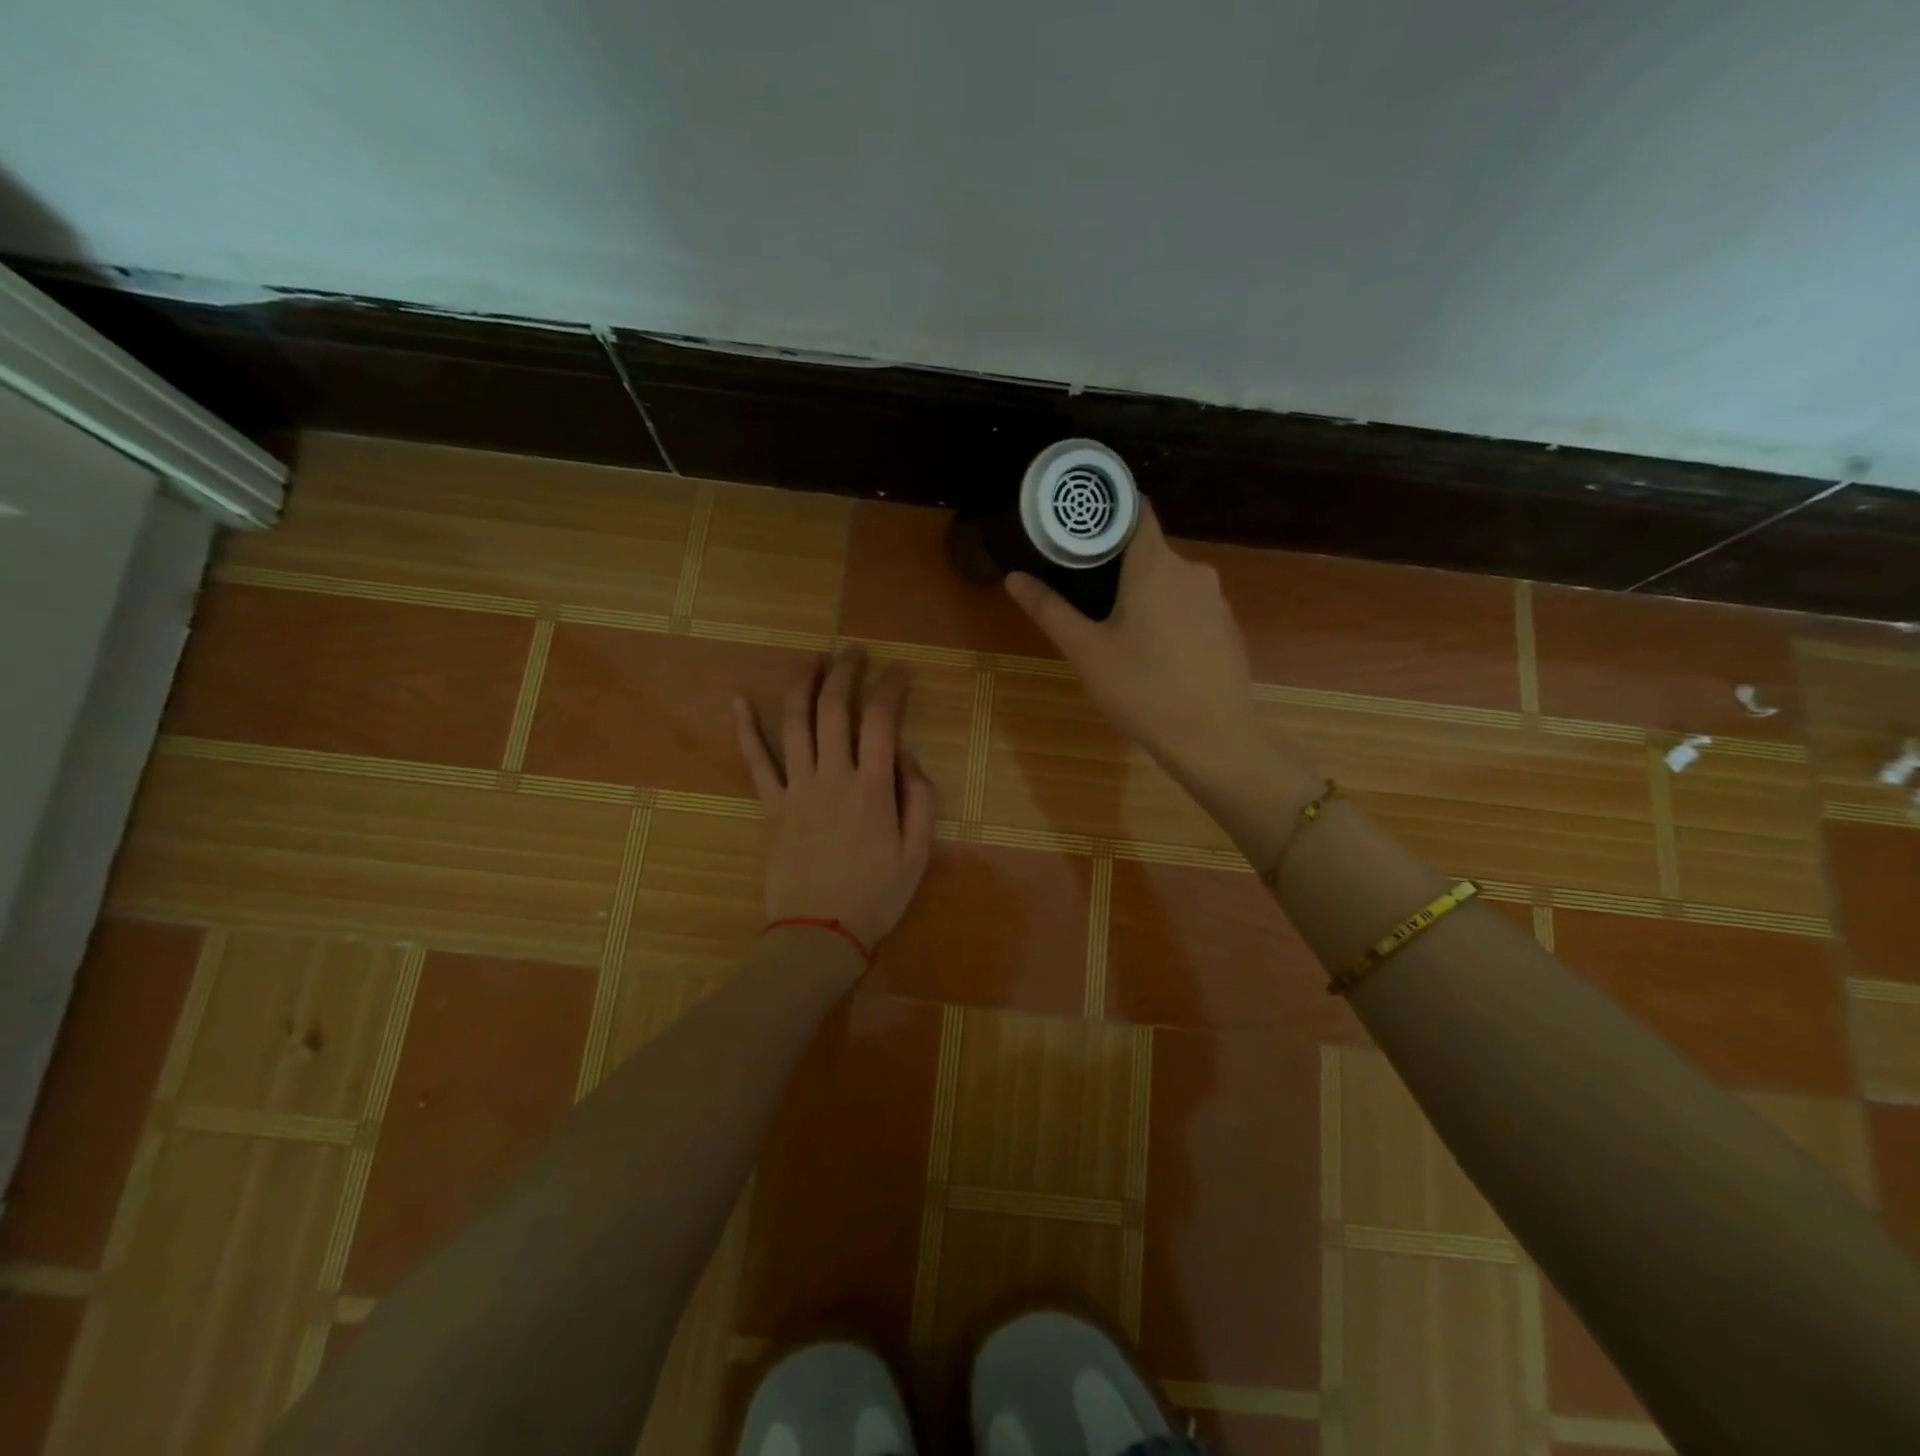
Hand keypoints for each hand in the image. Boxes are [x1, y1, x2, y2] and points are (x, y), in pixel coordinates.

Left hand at [735, 652, 936, 955]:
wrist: (819, 933)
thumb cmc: (875, 896)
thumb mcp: (917, 855)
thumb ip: (920, 801)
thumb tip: (908, 758)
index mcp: (872, 788)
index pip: (881, 721)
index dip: (891, 689)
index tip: (899, 673)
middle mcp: (832, 777)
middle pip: (835, 710)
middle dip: (846, 672)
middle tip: (854, 652)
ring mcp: (796, 788)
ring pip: (795, 723)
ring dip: (803, 685)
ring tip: (813, 661)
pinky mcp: (770, 805)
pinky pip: (755, 760)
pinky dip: (745, 728)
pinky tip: (738, 699)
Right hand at [1005, 501, 1264, 782]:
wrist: (1213, 738)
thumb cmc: (1142, 689)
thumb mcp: (1086, 651)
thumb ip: (1049, 610)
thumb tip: (1014, 577)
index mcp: (1156, 565)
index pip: (1135, 511)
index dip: (1108, 512)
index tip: (1080, 526)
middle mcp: (1192, 570)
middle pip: (1149, 552)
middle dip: (1118, 567)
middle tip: (1084, 594)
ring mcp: (1216, 600)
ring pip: (1170, 583)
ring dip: (1145, 596)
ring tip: (1116, 629)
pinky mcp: (1228, 628)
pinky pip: (1190, 609)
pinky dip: (1170, 618)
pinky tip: (1155, 655)